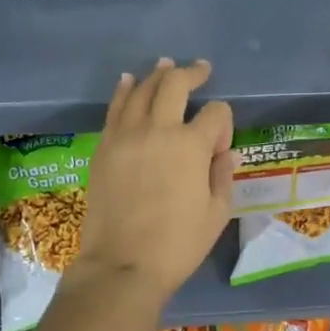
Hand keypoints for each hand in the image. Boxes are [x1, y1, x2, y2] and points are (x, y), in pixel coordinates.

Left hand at [73, 58, 234, 301]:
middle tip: (201, 69)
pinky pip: (115, 108)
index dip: (223, 121)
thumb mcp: (216, 214)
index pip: (215, 113)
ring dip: (156, 75)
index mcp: (192, 146)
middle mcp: (158, 130)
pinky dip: (124, 90)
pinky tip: (129, 82)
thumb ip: (222, 175)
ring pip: (141, 89)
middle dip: (191, 73)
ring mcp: (126, 135)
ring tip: (165, 65)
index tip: (221, 140)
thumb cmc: (178, 244)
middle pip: (174, 85)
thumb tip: (224, 151)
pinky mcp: (104, 147)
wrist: (122, 264)